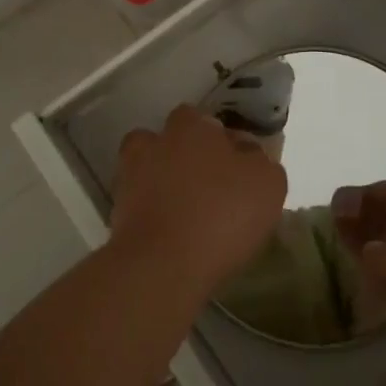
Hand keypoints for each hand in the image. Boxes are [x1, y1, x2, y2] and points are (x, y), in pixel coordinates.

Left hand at [110, 105, 286, 304]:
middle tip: (210, 185)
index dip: (221, 141)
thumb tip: (248, 155)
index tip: (236, 166)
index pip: (206, 120)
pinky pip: (138, 203)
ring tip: (185, 207)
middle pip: (172, 140)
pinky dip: (151, 211)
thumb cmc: (222, 214)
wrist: (162, 265)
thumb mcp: (268, 184)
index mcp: (191, 126)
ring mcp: (130, 176)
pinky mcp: (117, 211)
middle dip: (187, 155)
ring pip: (148, 167)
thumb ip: (260, 161)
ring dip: (162, 179)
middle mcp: (156, 142)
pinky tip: (171, 232)